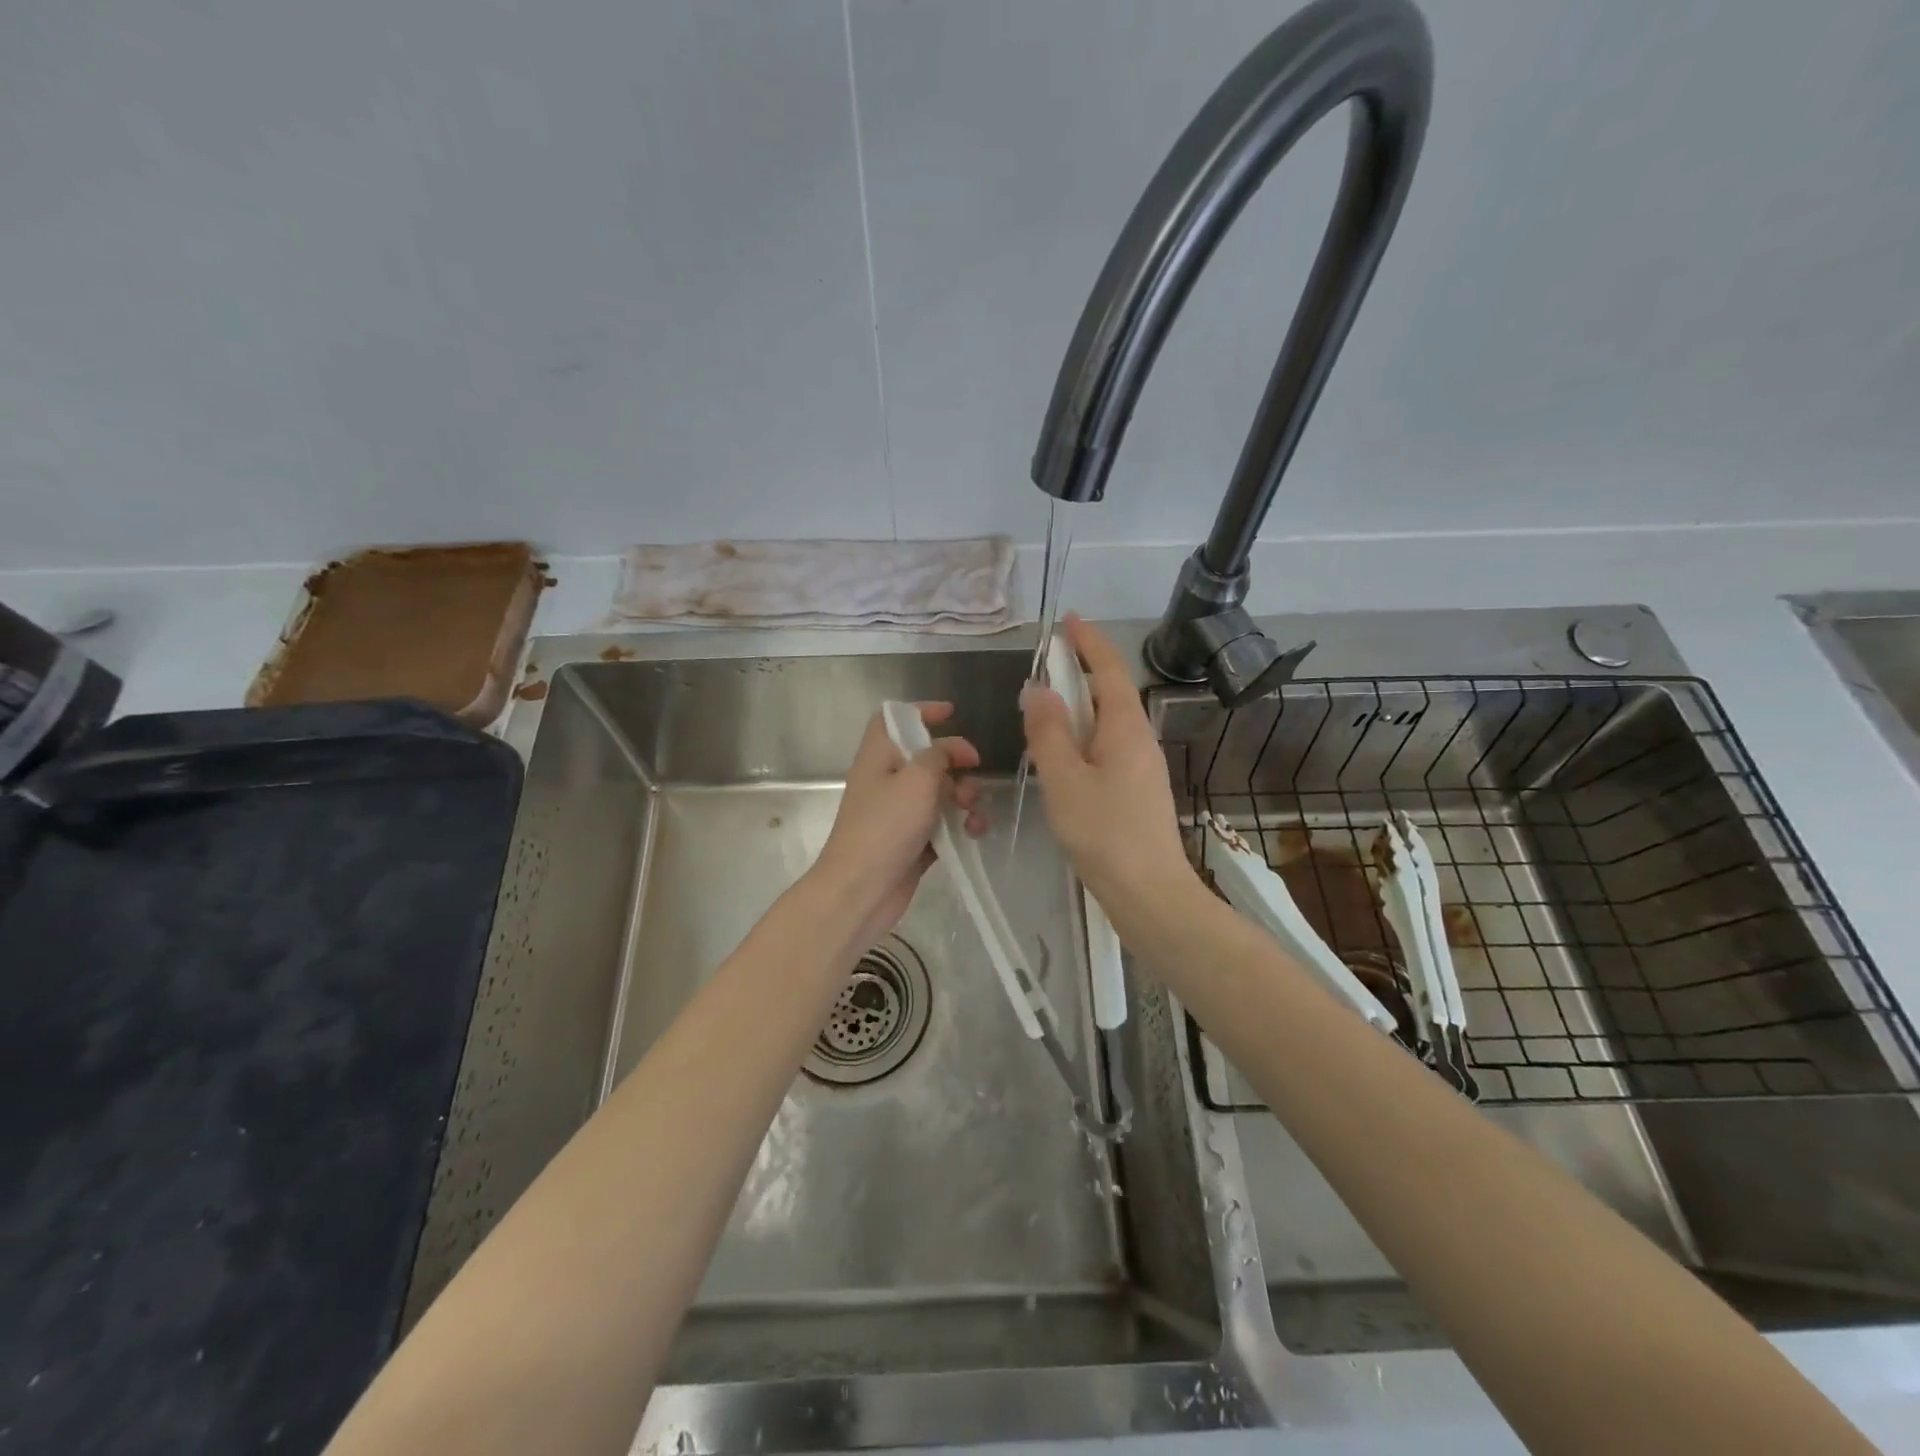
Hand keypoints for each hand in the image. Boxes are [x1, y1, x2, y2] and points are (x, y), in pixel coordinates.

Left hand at [811, 702, 983, 951]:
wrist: (861, 890)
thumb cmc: (886, 827)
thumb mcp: (917, 779)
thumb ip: (938, 756)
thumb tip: (950, 750)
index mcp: (879, 757)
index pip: (893, 719)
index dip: (920, 711)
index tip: (952, 714)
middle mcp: (887, 781)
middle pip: (925, 757)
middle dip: (955, 761)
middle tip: (974, 768)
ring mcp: (898, 814)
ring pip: (939, 793)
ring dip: (964, 796)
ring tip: (974, 811)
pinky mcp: (912, 843)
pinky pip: (942, 824)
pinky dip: (960, 824)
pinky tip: (974, 832)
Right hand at [1020, 616, 1199, 911]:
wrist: (1150, 894)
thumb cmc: (1104, 832)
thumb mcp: (1065, 779)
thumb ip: (1048, 732)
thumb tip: (1039, 688)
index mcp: (1125, 728)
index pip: (1108, 670)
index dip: (1088, 642)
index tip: (1069, 619)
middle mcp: (1139, 740)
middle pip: (1111, 693)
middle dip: (1082, 670)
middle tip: (1049, 660)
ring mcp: (1142, 767)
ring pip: (1108, 723)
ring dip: (1081, 706)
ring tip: (1048, 708)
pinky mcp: (1137, 791)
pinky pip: (1108, 748)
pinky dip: (1083, 737)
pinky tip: (1064, 757)